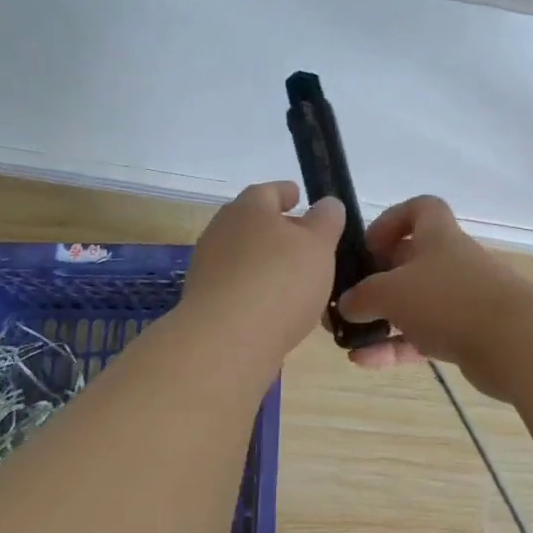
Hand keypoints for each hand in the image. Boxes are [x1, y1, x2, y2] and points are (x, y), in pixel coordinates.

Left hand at [183, 182, 343, 359]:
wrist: (226, 342)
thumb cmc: (280, 281)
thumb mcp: (319, 245)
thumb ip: (327, 220)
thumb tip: (327, 204)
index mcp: (248, 208)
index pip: (269, 191)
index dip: (288, 193)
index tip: (300, 198)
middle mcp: (221, 231)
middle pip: (254, 223)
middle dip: (280, 231)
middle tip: (308, 244)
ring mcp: (208, 267)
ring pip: (246, 256)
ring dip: (268, 264)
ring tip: (299, 282)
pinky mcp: (205, 302)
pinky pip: (239, 287)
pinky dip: (258, 291)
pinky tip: (278, 309)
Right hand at [337, 196, 530, 369]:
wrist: (513, 342)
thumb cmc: (447, 299)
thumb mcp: (391, 292)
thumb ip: (362, 296)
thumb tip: (346, 304)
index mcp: (438, 236)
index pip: (421, 209)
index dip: (393, 220)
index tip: (368, 246)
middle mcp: (451, 262)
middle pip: (412, 261)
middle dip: (378, 278)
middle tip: (348, 298)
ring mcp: (461, 300)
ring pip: (415, 304)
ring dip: (382, 318)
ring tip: (347, 336)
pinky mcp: (466, 335)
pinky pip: (423, 337)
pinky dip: (395, 346)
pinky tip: (363, 361)